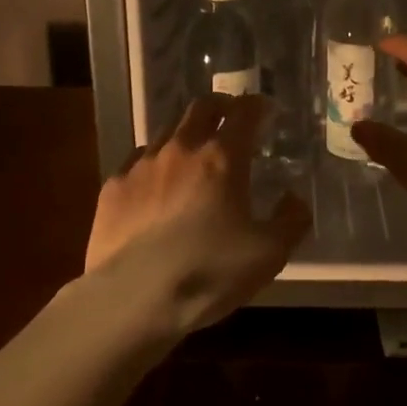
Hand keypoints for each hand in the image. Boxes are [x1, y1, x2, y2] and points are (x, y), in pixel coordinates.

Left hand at [83, 94, 310, 334]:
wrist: (132, 299)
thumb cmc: (208, 273)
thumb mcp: (268, 255)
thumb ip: (291, 221)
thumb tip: (293, 199)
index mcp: (222, 158)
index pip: (244, 112)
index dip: (258, 106)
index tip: (266, 110)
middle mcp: (181, 149)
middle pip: (202, 108)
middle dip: (221, 107)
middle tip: (231, 119)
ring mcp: (142, 165)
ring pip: (167, 131)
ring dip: (186, 134)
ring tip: (192, 155)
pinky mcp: (113, 187)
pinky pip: (137, 160)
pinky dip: (154, 163)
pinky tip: (155, 186)